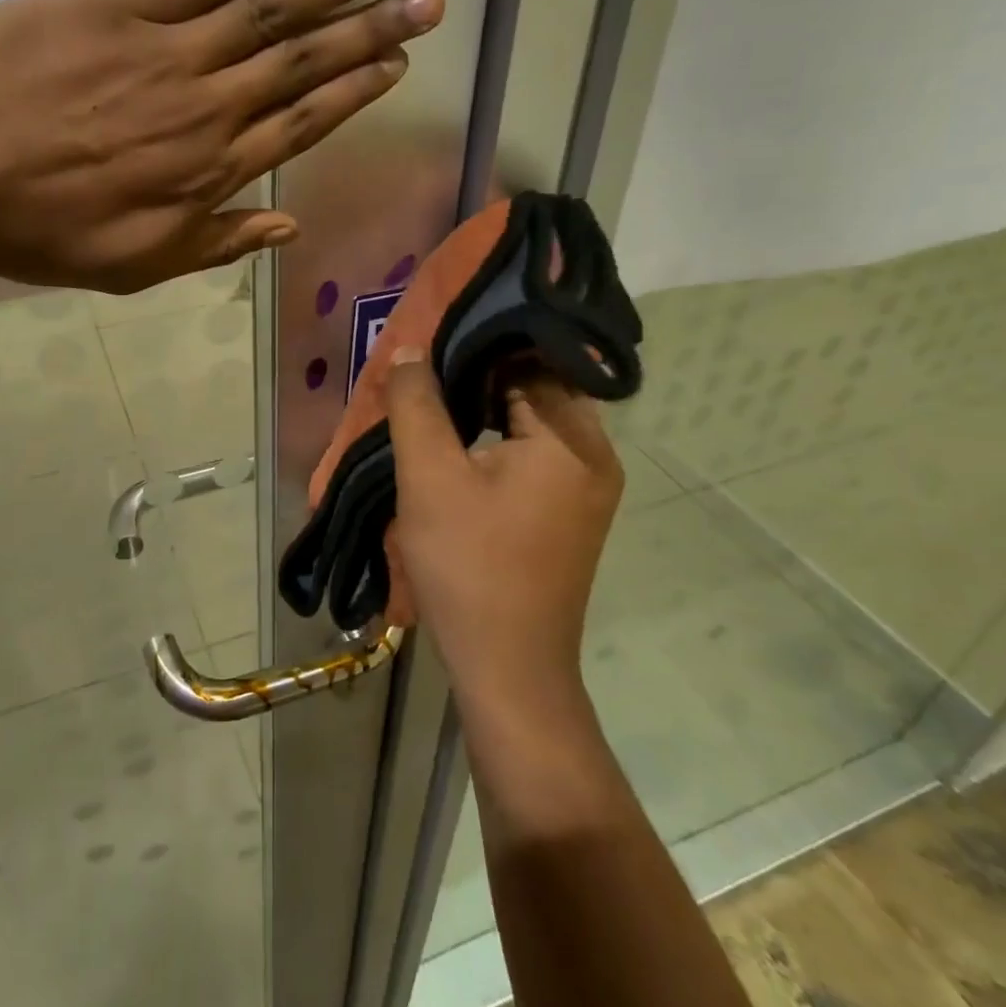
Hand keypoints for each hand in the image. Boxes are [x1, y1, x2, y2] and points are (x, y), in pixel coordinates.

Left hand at [0, 0, 443, 292]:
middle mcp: (207, 108)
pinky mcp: (118, 6)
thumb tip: (288, 225)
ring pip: (268, 13)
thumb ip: (216, 243)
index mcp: (211, 172)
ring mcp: (166, 52)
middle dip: (372, 29)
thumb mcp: (137, 266)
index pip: (303, 122)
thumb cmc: (43, 234)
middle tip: (428, 0)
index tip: (398, 65)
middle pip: (303, 62)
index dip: (355, 91)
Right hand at [383, 348, 622, 721]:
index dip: (478, 345)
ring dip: (485, 410)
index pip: (529, 360)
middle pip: (535, 389)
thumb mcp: (429, 477)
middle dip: (479, 377)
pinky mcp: (572, 513)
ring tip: (434, 401)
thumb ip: (417, 404)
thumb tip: (410, 349)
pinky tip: (458, 446)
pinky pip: (536, 455)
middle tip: (426, 369)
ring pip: (532, 422)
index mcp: (572, 439)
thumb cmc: (469, 566)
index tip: (435, 338)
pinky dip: (498, 441)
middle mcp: (595, 455)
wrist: (507, 669)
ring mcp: (588, 488)